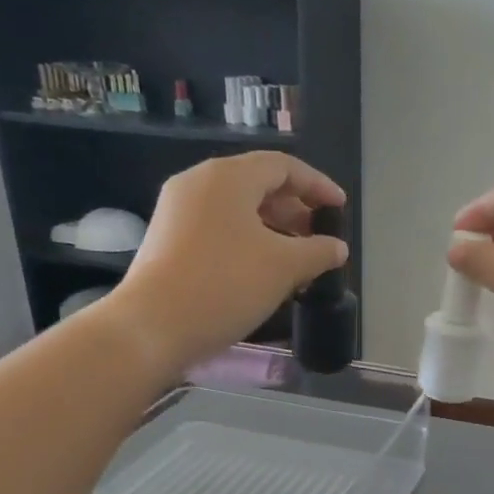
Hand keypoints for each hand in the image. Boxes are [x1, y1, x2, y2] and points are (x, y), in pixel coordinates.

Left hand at [107, 151, 347, 372]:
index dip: (317, 185)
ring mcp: (178, 211)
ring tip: (297, 259)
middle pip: (258, 184)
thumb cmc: (225, 285)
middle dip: (295, 209)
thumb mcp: (284, 267)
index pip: (283, 166)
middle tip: (320, 238)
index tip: (340, 209)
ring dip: (273, 229)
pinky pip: (218, 228)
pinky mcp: (168, 239)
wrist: (153, 326)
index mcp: (228, 177)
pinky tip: (263, 271)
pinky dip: (248, 241)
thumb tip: (338, 247)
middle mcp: (199, 183)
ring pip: (237, 209)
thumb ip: (318, 252)